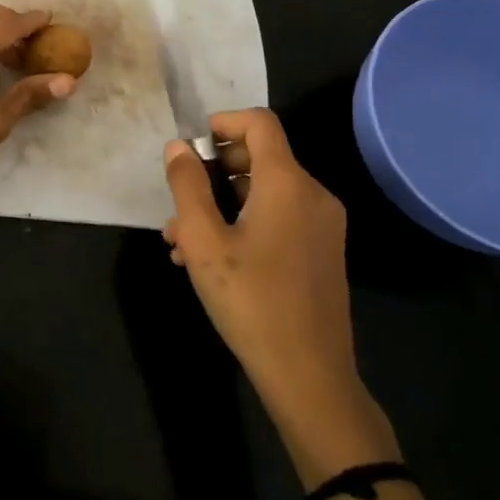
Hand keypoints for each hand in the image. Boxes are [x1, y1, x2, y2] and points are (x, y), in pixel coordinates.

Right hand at [163, 108, 396, 479]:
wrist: (310, 376)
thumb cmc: (251, 301)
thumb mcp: (204, 241)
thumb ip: (186, 186)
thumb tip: (178, 147)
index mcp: (288, 184)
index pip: (259, 123)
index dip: (222, 122)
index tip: (190, 147)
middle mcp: (312, 195)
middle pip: (260, 156)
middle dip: (211, 171)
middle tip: (177, 202)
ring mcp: (322, 225)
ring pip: (264, 192)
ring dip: (220, 203)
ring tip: (180, 240)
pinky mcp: (321, 251)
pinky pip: (278, 217)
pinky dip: (242, 222)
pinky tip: (209, 259)